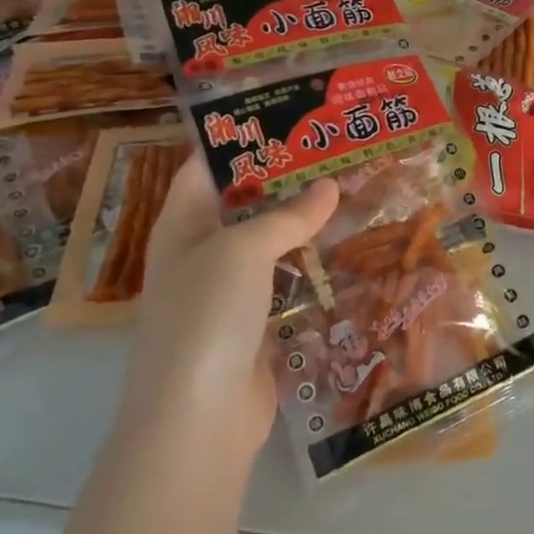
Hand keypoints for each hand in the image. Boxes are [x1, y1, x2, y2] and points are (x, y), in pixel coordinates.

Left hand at [120, 153, 338, 443]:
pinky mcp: (256, 321)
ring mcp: (228, 289)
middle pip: (244, 200)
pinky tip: (348, 246)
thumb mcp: (243, 252)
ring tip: (352, 188)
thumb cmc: (206, 318)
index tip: (289, 113)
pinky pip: (287, 278)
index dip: (241, 136)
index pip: (206, 164)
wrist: (197, 420)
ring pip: (270, 240)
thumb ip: (288, 215)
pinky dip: (312, 261)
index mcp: (182, 223)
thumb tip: (329, 185)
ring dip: (305, 219)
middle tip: (335, 148)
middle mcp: (201, 250)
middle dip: (286, 176)